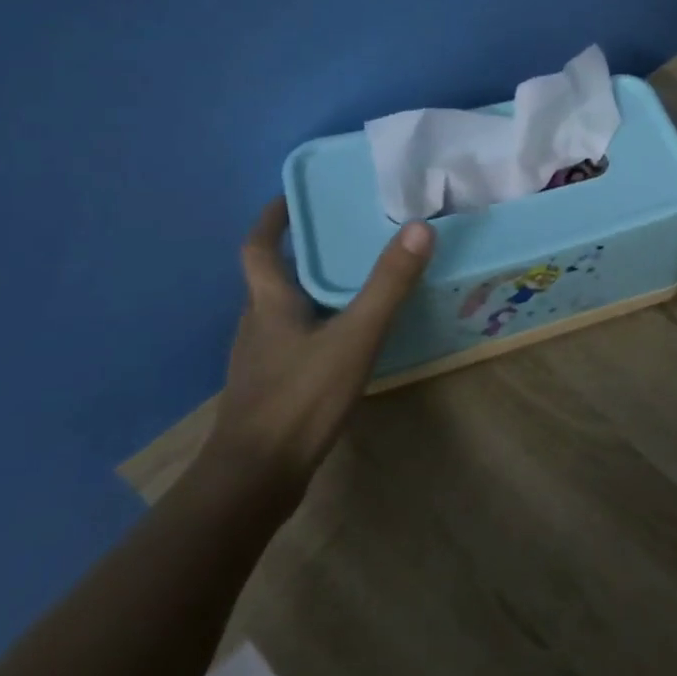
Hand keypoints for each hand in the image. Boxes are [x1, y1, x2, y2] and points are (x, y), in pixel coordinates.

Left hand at [202, 198, 432, 503]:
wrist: (256, 478)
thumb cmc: (301, 398)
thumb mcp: (355, 336)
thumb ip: (388, 284)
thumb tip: (420, 227)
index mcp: (269, 303)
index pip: (259, 248)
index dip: (272, 220)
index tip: (291, 197)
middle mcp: (257, 324)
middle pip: (272, 277)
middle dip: (302, 253)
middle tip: (342, 235)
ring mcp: (260, 359)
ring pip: (283, 311)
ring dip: (310, 289)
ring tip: (352, 282)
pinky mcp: (270, 388)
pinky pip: (293, 340)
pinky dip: (316, 325)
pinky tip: (344, 340)